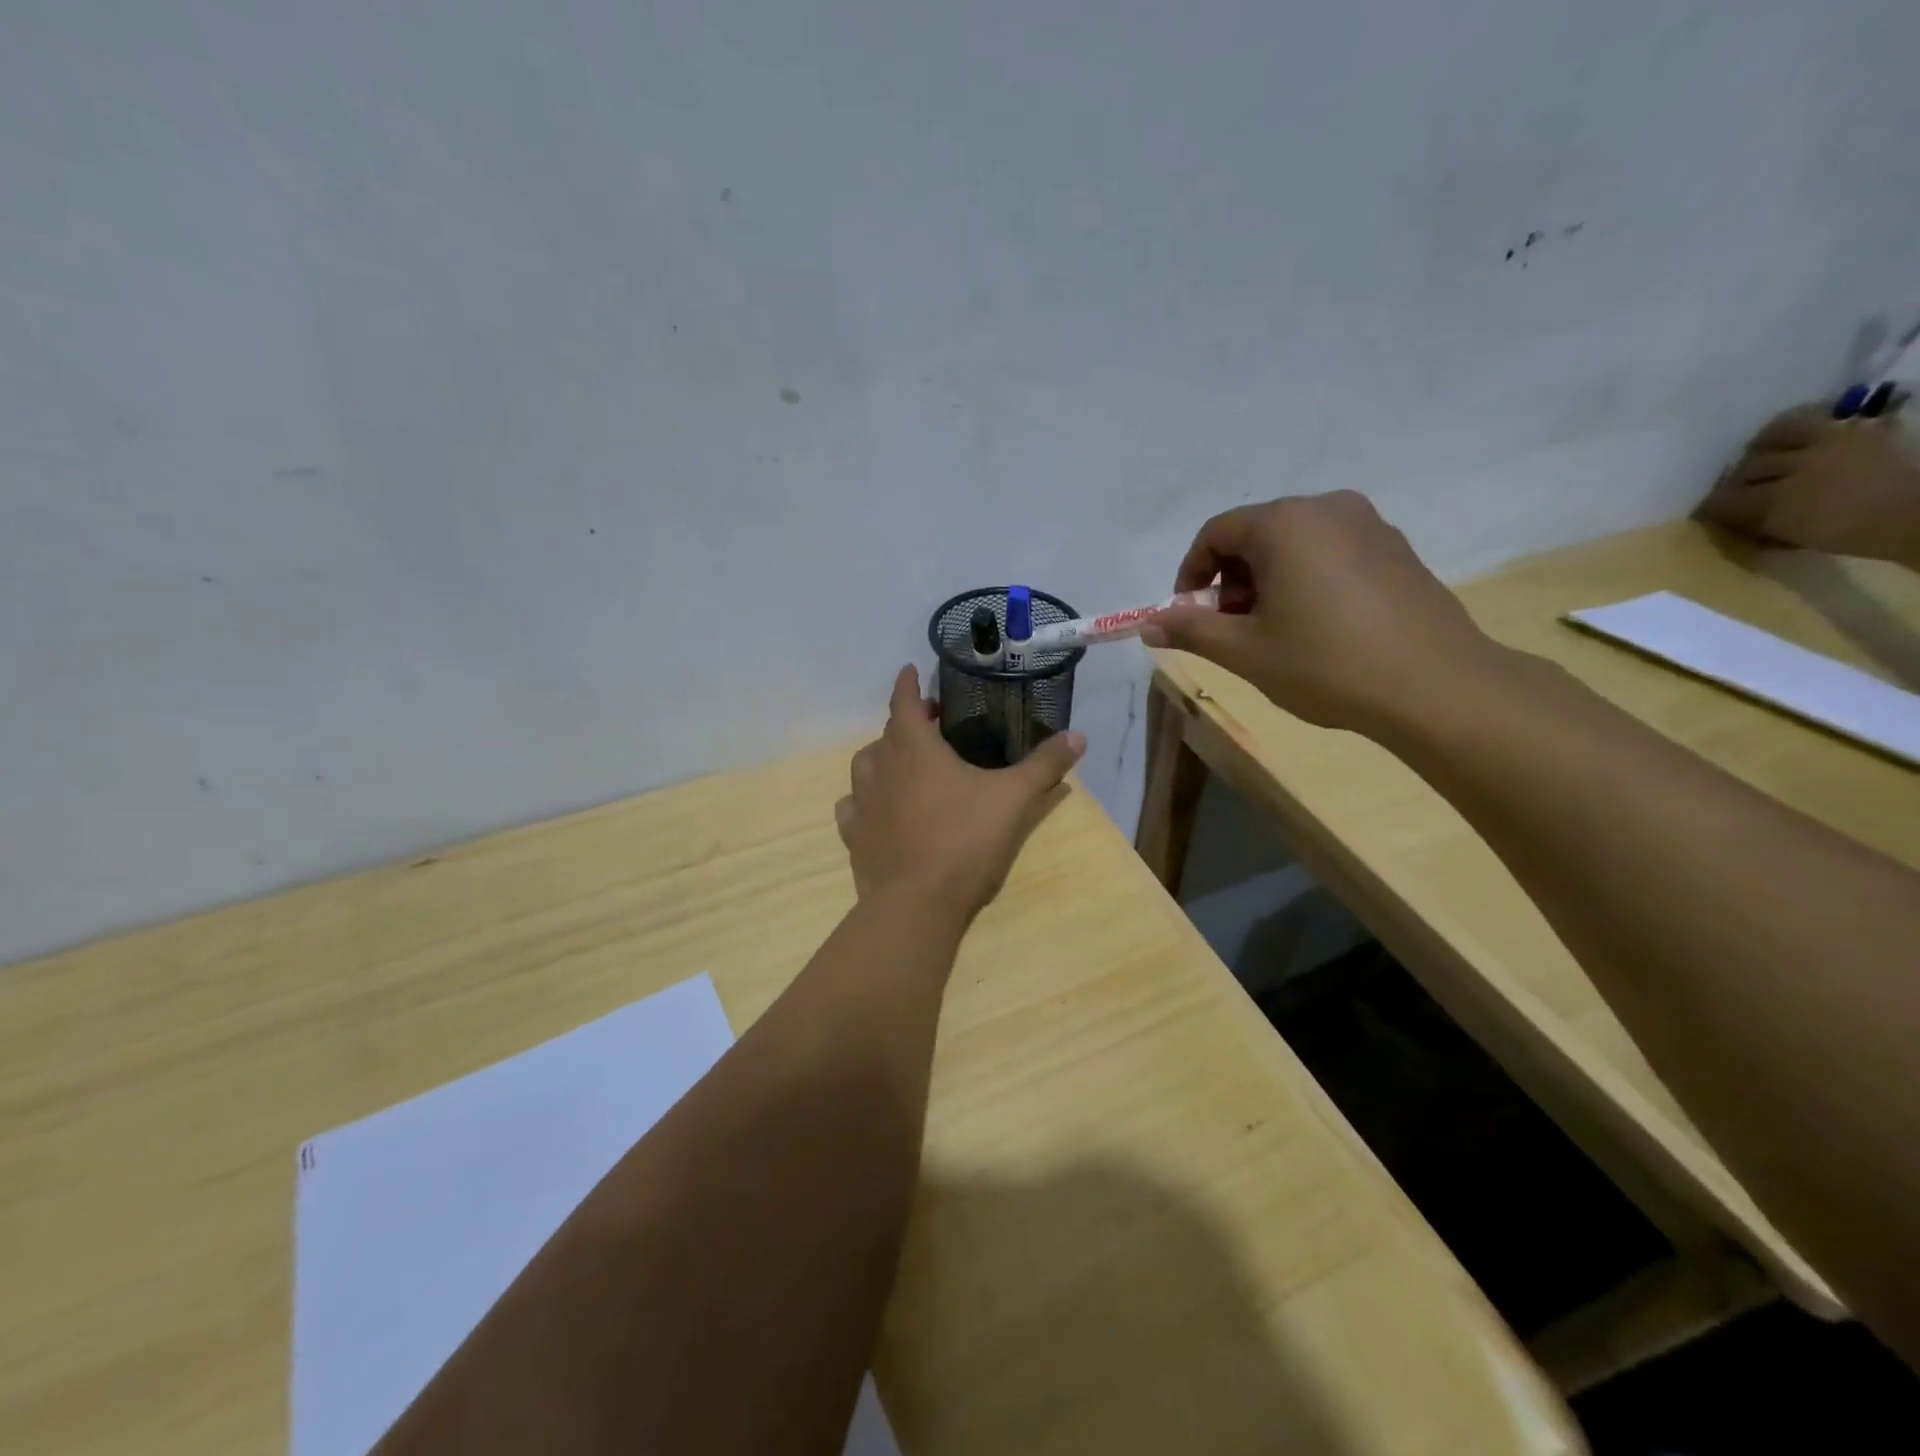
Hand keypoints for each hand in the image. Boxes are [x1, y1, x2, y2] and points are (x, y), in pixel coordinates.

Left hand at [835, 666, 1085, 919]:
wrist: (917, 902)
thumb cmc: (966, 839)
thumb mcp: (1014, 799)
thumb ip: (1045, 765)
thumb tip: (1078, 736)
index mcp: (914, 749)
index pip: (904, 703)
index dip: (908, 684)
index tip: (910, 671)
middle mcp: (881, 768)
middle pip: (887, 734)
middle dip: (906, 723)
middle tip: (929, 727)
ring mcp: (862, 803)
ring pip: (864, 766)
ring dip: (881, 758)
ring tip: (901, 765)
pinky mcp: (854, 836)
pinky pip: (852, 807)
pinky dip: (863, 800)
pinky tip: (877, 809)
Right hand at [1140, 491, 1498, 734]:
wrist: (1436, 686)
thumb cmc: (1326, 664)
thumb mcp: (1245, 651)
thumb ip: (1190, 630)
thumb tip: (1148, 624)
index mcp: (1284, 524)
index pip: (1215, 533)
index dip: (1191, 574)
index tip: (1190, 616)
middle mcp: (1327, 508)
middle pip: (1256, 534)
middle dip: (1231, 580)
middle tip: (1231, 629)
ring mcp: (1370, 525)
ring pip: (1295, 543)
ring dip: (1268, 581)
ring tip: (1274, 632)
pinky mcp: (1397, 549)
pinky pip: (1332, 552)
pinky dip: (1307, 579)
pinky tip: (1318, 627)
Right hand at [1697, 404, 1919, 566]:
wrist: (1917, 513)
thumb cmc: (1853, 533)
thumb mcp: (1796, 539)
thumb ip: (1761, 528)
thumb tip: (1731, 522)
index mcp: (1779, 504)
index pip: (1723, 501)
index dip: (1709, 508)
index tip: (1703, 515)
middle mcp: (1795, 469)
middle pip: (1745, 469)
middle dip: (1734, 482)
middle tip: (1733, 491)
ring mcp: (1824, 445)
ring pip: (1770, 439)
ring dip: (1757, 453)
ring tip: (1755, 461)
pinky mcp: (1846, 430)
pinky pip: (1805, 420)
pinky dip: (1786, 428)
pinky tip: (1778, 438)